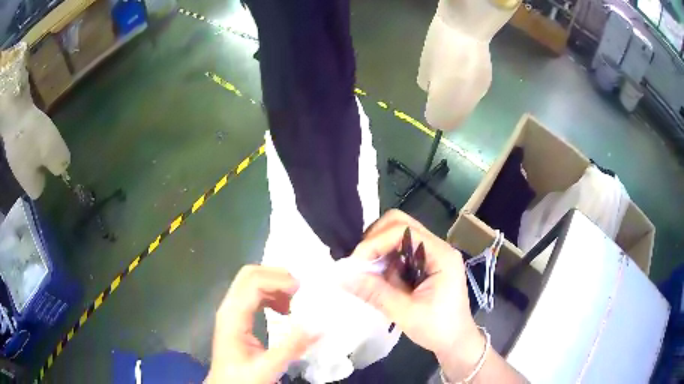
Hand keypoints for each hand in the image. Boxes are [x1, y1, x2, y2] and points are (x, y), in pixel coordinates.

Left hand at [206, 265, 317, 383]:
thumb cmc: (242, 378)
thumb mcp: (269, 367)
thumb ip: (292, 347)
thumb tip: (318, 325)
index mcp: (233, 316)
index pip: (253, 283)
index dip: (278, 280)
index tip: (302, 290)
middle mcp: (230, 307)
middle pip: (249, 275)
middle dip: (276, 276)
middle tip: (301, 290)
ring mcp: (232, 311)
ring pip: (252, 282)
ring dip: (275, 285)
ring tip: (296, 302)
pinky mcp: (237, 317)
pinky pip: (254, 295)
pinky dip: (272, 295)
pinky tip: (284, 310)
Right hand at [344, 210, 484, 377]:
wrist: (455, 342)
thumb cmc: (438, 329)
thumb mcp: (405, 313)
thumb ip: (375, 293)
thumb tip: (342, 276)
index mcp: (441, 255)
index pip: (402, 230)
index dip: (374, 242)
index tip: (355, 264)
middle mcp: (437, 247)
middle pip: (400, 224)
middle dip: (375, 240)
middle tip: (360, 262)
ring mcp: (432, 254)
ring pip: (398, 235)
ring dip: (378, 250)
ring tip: (365, 272)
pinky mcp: (425, 264)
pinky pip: (399, 251)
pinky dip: (384, 260)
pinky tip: (377, 278)